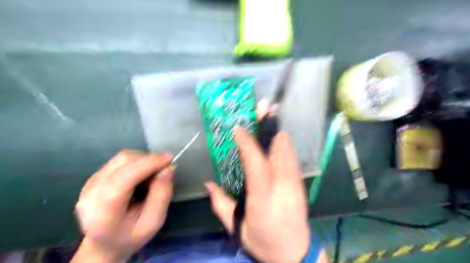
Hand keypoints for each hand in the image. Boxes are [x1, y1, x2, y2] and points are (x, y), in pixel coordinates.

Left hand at [69, 151, 171, 261]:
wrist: (104, 244)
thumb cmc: (132, 235)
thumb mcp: (154, 221)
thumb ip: (162, 195)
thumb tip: (168, 168)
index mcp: (104, 213)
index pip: (124, 178)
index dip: (148, 164)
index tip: (169, 159)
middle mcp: (90, 195)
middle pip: (122, 163)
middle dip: (148, 161)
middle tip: (162, 171)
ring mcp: (89, 184)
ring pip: (121, 158)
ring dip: (142, 161)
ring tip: (150, 176)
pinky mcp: (92, 178)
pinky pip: (119, 161)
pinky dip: (136, 163)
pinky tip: (140, 177)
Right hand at [206, 126, 310, 261]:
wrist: (295, 253)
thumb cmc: (263, 241)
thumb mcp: (237, 228)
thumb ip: (221, 204)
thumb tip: (208, 184)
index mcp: (262, 198)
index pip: (255, 163)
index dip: (247, 142)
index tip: (238, 128)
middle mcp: (282, 186)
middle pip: (279, 149)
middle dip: (269, 127)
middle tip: (262, 108)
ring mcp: (295, 183)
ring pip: (288, 150)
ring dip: (276, 133)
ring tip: (267, 118)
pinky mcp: (301, 183)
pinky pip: (291, 157)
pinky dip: (283, 144)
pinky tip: (275, 139)